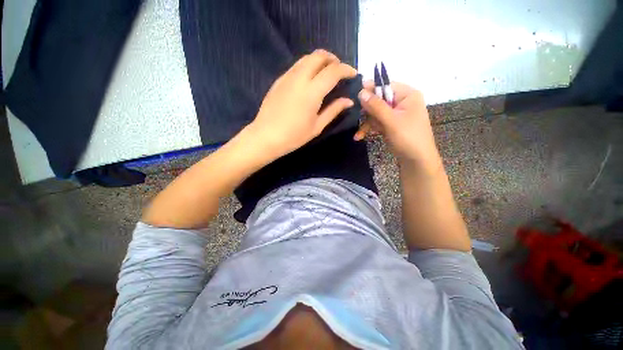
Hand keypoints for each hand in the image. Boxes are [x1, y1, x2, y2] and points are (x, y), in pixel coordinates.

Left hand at [247, 49, 356, 159]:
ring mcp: (287, 77)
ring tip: (326, 74)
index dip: (346, 69)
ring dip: (320, 61)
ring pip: (306, 58)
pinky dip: (308, 66)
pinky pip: (296, 66)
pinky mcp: (279, 80)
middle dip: (333, 59)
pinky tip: (309, 80)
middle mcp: (300, 78)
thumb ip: (333, 110)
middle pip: (319, 55)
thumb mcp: (317, 126)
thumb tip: (348, 101)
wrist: (265, 137)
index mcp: (312, 91)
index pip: (333, 71)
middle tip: (339, 71)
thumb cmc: (294, 136)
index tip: (353, 74)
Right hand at [355, 81, 441, 170]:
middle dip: (368, 111)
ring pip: (376, 112)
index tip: (355, 96)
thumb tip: (360, 92)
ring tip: (360, 134)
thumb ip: (376, 106)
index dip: (371, 89)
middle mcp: (402, 102)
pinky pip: (377, 122)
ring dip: (367, 123)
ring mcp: (396, 114)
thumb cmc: (408, 138)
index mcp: (407, 95)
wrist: (417, 160)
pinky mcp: (391, 124)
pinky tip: (359, 136)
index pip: (386, 85)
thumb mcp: (391, 121)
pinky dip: (369, 128)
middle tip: (357, 117)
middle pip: (379, 100)